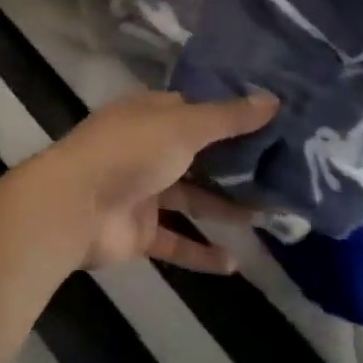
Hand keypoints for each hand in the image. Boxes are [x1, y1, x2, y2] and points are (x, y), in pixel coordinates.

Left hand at [30, 90, 278, 273]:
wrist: (76, 205)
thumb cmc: (130, 152)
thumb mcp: (183, 126)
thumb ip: (227, 118)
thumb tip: (274, 99)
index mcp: (150, 114)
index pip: (195, 110)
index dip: (230, 115)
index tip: (273, 124)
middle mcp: (147, 148)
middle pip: (198, 155)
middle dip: (235, 166)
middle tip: (285, 175)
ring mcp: (142, 191)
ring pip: (192, 199)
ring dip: (226, 209)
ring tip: (273, 218)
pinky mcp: (140, 231)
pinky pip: (177, 242)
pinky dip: (202, 253)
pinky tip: (236, 263)